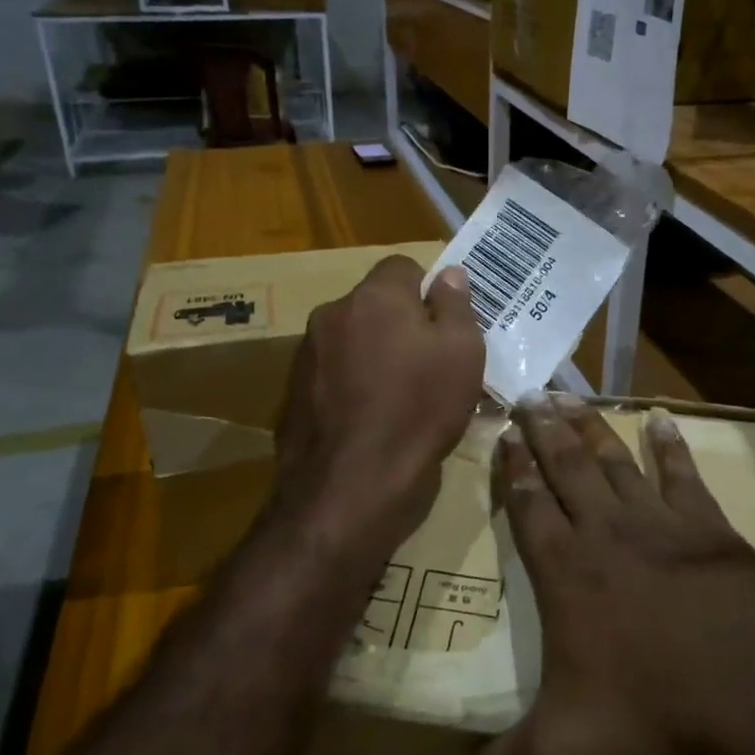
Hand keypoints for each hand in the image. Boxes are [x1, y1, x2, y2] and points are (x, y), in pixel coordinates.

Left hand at [273, 256, 484, 559]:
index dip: (428, 291)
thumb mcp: (461, 353)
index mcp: (374, 296)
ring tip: (401, 399)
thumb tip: (448, 274)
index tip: (444, 328)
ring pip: (353, 340)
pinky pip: (334, 375)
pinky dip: (352, 386)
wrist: (351, 487)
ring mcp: (307, 355)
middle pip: (375, 305)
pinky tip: (371, 421)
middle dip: (401, 325)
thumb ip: (455, 305)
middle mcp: (332, 314)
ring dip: (374, 356)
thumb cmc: (419, 410)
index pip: (403, 267)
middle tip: (429, 365)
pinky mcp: (293, 394)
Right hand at [472, 397, 754, 754]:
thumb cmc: (654, 717)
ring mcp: (660, 523)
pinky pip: (682, 474)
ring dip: (590, 425)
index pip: (528, 504)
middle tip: (528, 392)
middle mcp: (605, 532)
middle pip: (565, 466)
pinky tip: (661, 418)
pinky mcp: (708, 527)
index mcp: (565, 572)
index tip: (503, 433)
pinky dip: (669, 445)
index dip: (512, 468)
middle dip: (543, 428)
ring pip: (614, 460)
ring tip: (569, 395)